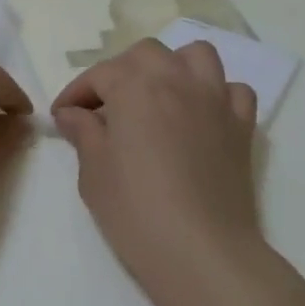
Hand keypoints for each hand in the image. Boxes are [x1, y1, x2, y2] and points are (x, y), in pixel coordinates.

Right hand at [52, 39, 263, 305]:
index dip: (76, 93)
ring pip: (196, 56)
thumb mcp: (93, 172)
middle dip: (121, 72)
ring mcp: (215, 100)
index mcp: (135, 86)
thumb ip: (83, 132)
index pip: (99, 75)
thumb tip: (73, 114)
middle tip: (106, 106)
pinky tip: (200, 117)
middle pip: (146, 54)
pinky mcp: (242, 127)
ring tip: (157, 97)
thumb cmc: (135, 210)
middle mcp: (177, 80)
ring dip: (172, 68)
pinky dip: (215, 94)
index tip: (62, 117)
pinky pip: (233, 91)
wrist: (201, 251)